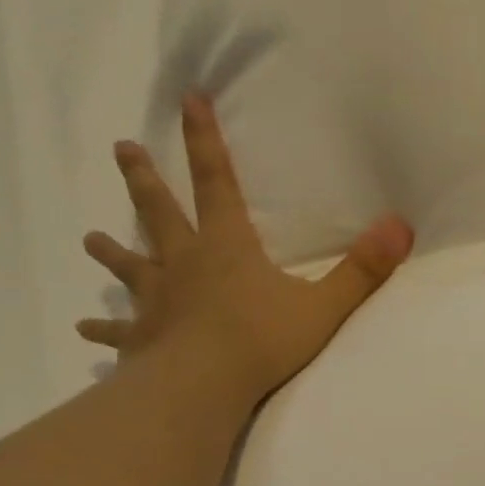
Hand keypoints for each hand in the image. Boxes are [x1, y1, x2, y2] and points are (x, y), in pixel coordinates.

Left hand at [77, 94, 414, 414]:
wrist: (204, 386)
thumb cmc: (263, 341)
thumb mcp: (324, 305)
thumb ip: (363, 269)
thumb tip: (401, 227)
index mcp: (226, 247)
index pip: (216, 181)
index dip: (205, 140)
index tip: (188, 99)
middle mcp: (184, 264)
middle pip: (160, 213)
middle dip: (144, 179)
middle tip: (123, 149)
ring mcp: (157, 301)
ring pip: (130, 266)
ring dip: (112, 251)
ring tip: (90, 239)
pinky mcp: (142, 338)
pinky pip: (118, 330)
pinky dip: (102, 328)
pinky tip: (83, 330)